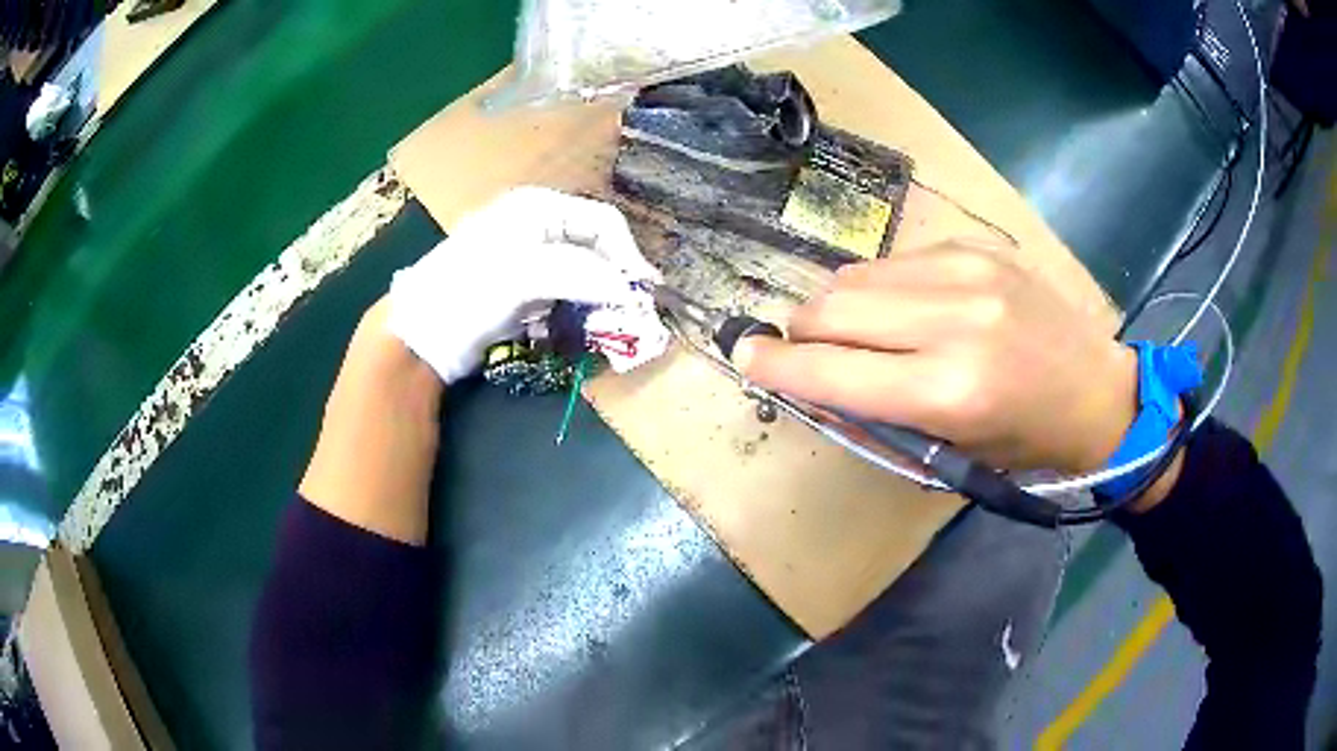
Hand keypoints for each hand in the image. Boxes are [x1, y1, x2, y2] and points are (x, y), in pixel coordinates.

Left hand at [387, 186, 661, 382]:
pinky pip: (563, 293)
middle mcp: (537, 225)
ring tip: (606, 324)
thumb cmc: (470, 290)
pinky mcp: (520, 287)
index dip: (629, 256)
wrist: (422, 331)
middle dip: (614, 279)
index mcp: (539, 207)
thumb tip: (631, 292)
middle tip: (631, 313)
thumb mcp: (526, 274)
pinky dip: (575, 310)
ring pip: (582, 272)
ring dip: (597, 298)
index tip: (645, 294)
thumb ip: (583, 275)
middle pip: (595, 246)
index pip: (604, 222)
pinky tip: (573, 328)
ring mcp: (527, 256)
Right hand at [732, 242, 1136, 473]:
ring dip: (837, 307)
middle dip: (803, 333)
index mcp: (949, 391)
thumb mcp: (949, 452)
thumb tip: (810, 377)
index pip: (830, 369)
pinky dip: (879, 288)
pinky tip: (904, 309)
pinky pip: (894, 261)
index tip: (745, 357)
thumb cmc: (1024, 442)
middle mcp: (954, 321)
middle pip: (831, 306)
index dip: (775, 364)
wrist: (1097, 391)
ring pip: (856, 276)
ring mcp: (967, 271)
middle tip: (809, 353)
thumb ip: (874, 413)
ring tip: (859, 332)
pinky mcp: (975, 246)